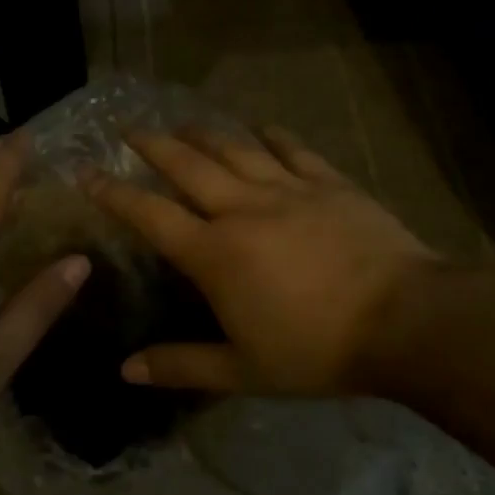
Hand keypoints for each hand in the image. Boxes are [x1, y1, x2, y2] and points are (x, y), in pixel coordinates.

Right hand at [80, 125, 441, 396]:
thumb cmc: (318, 350)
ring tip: (183, 124)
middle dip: (152, 144)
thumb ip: (181, 366)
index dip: (114, 193)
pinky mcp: (329, 183)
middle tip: (128, 127)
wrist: (407, 321)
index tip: (87, 173)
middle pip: (187, 165)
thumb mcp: (244, 370)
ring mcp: (288, 189)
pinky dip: (272, 135)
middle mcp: (242, 209)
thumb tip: (125, 371)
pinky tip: (261, 128)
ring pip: (235, 149)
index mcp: (215, 253)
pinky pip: (292, 149)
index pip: (150, 215)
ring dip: (204, 134)